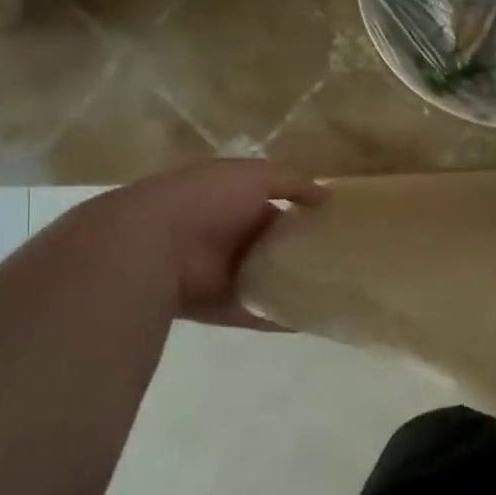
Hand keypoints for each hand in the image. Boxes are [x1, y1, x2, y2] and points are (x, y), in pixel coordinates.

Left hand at [65, 160, 325, 328]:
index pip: (275, 207)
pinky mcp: (223, 307)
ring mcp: (223, 274)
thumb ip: (294, 181)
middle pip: (273, 246)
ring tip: (338, 290)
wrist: (150, 245)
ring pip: (269, 281)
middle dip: (303, 252)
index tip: (337, 224)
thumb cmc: (204, 200)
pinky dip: (284, 319)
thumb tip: (329, 197)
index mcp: (231, 201)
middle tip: (345, 259)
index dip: (304, 214)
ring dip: (296, 285)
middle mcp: (227, 237)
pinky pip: (260, 314)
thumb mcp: (255, 175)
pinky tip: (316, 318)